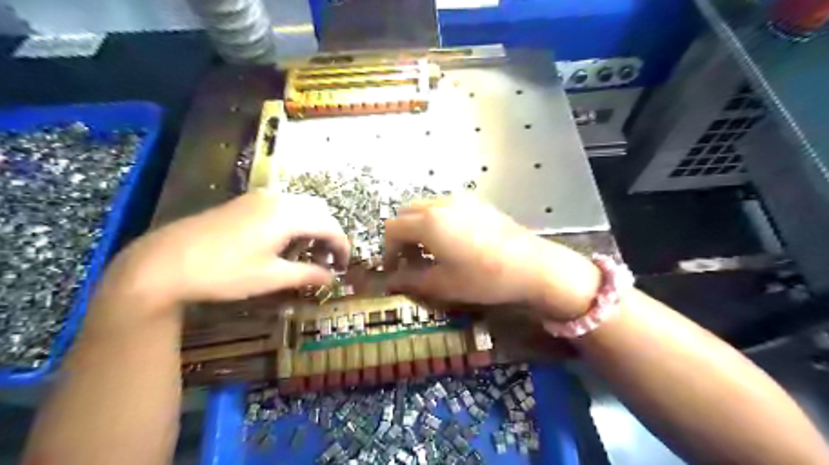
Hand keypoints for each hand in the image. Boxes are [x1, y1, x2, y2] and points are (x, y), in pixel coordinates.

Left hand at [100, 190, 348, 309]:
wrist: (163, 262)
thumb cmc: (223, 273)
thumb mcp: (270, 277)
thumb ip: (307, 274)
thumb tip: (332, 278)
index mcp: (288, 215)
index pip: (330, 227)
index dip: (342, 247)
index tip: (345, 267)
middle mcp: (278, 199)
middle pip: (319, 211)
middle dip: (330, 234)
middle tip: (328, 260)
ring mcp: (259, 198)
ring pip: (302, 206)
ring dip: (313, 227)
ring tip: (308, 253)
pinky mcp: (245, 202)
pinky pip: (283, 206)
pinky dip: (295, 221)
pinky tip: (285, 242)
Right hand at [386, 197, 599, 318]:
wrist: (531, 266)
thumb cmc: (483, 277)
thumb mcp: (443, 284)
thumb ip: (411, 280)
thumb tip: (390, 281)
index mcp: (428, 222)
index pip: (393, 228)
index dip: (388, 249)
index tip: (393, 269)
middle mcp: (441, 204)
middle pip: (407, 213)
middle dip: (402, 235)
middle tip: (411, 260)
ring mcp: (462, 200)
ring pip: (427, 207)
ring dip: (419, 226)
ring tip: (431, 251)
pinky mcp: (479, 203)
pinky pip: (447, 206)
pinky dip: (438, 220)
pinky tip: (453, 241)